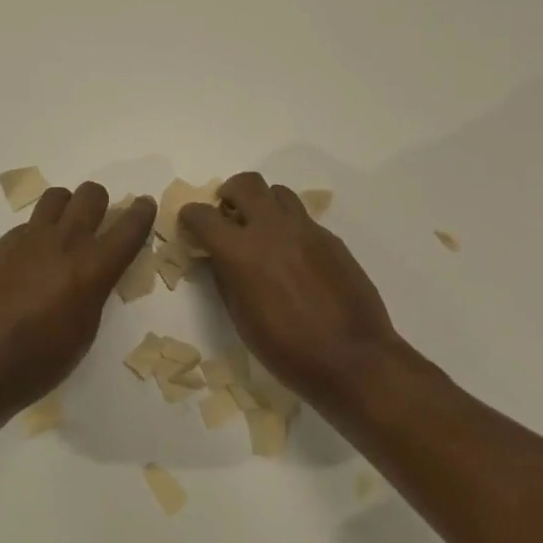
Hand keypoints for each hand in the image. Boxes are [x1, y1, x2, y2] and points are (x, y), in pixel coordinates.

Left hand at [0, 183, 156, 410]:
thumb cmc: (40, 360)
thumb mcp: (85, 330)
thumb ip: (94, 291)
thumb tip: (93, 274)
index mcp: (93, 268)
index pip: (129, 227)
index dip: (142, 212)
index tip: (145, 204)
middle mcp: (65, 242)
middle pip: (91, 194)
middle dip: (101, 202)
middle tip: (98, 221)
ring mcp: (30, 238)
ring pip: (57, 197)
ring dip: (67, 207)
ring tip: (63, 231)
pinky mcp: (2, 244)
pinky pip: (28, 224)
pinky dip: (38, 234)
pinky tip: (29, 261)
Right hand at [181, 173, 404, 409]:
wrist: (352, 358)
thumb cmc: (287, 349)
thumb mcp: (242, 318)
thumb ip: (226, 278)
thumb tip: (218, 258)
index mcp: (241, 252)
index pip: (203, 215)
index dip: (190, 216)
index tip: (190, 224)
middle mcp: (272, 229)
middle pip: (246, 184)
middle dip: (229, 192)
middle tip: (227, 213)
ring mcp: (306, 230)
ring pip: (278, 193)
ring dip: (263, 203)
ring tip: (261, 228)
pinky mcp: (331, 239)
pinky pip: (303, 218)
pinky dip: (288, 226)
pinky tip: (292, 254)